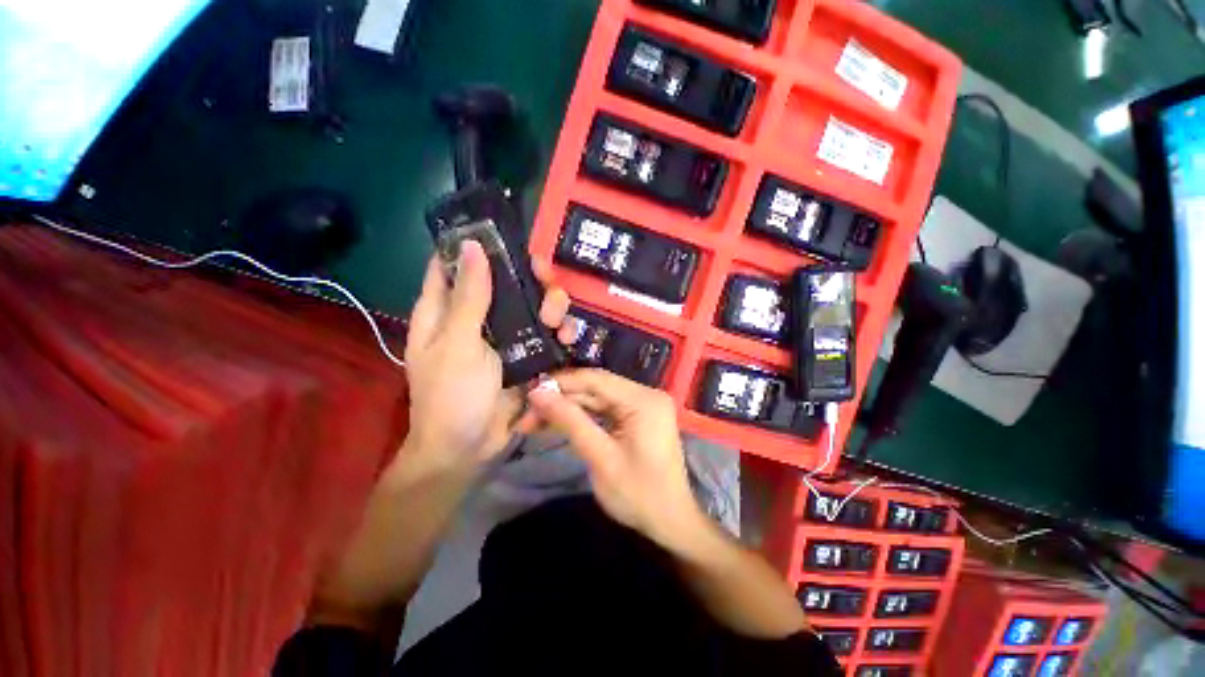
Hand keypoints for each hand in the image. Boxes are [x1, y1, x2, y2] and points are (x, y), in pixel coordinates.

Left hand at [403, 241, 570, 467]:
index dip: (475, 245)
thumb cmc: (451, 395)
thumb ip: (470, 297)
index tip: (504, 234)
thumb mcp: (458, 344)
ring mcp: (504, 336)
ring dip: (550, 305)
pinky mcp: (526, 354)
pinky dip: (560, 331)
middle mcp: (476, 318)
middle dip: (529, 277)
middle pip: (505, 281)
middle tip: (545, 279)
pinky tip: (568, 336)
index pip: (453, 264)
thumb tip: (471, 246)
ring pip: (532, 305)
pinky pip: (546, 333)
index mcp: (445, 311)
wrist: (470, 448)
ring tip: (557, 320)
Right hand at [527, 370, 706, 551]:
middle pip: (595, 388)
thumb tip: (537, 392)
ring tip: (534, 421)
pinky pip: (605, 410)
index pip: (595, 379)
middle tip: (527, 414)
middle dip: (561, 399)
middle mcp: (645, 394)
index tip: (529, 393)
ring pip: (597, 398)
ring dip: (568, 409)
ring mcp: (643, 405)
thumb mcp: (600, 457)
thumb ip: (569, 421)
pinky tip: (558, 423)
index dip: (560, 383)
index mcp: (643, 399)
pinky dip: (582, 417)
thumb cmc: (639, 495)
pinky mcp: (638, 417)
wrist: (671, 523)